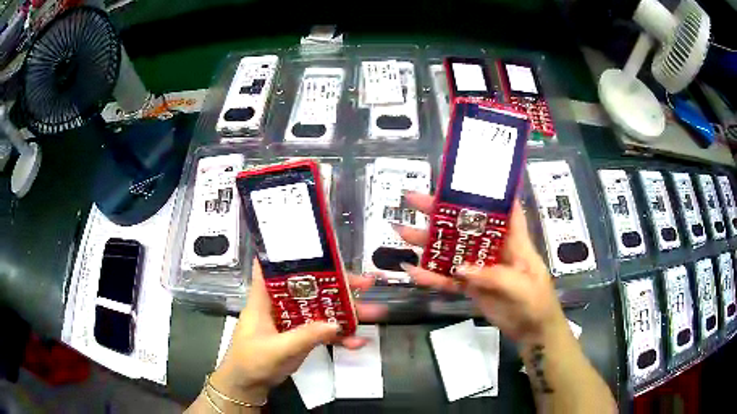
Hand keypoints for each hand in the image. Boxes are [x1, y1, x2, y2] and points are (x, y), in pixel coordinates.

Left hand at [210, 260, 385, 403]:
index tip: (317, 247)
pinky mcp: (299, 338)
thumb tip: (336, 325)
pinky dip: (339, 337)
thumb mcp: (277, 349)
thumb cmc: (252, 362)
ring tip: (374, 313)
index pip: (273, 266)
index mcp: (265, 299)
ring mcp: (292, 322)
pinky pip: (322, 333)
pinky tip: (358, 342)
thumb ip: (305, 337)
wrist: (248, 386)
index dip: (291, 253)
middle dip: (337, 285)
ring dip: (345, 312)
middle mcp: (280, 305)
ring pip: (320, 310)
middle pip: (309, 288)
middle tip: (365, 283)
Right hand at [395, 192, 567, 346]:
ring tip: (402, 232)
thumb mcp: (521, 287)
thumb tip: (460, 268)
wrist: (532, 331)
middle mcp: (494, 249)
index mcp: (513, 241)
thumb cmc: (536, 302)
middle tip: (413, 200)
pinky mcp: (472, 286)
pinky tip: (412, 271)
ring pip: (452, 251)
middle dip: (440, 213)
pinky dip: (432, 276)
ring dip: (428, 244)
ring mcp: (480, 268)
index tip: (463, 179)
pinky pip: (449, 279)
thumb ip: (493, 276)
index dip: (486, 192)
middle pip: (466, 226)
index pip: (501, 209)